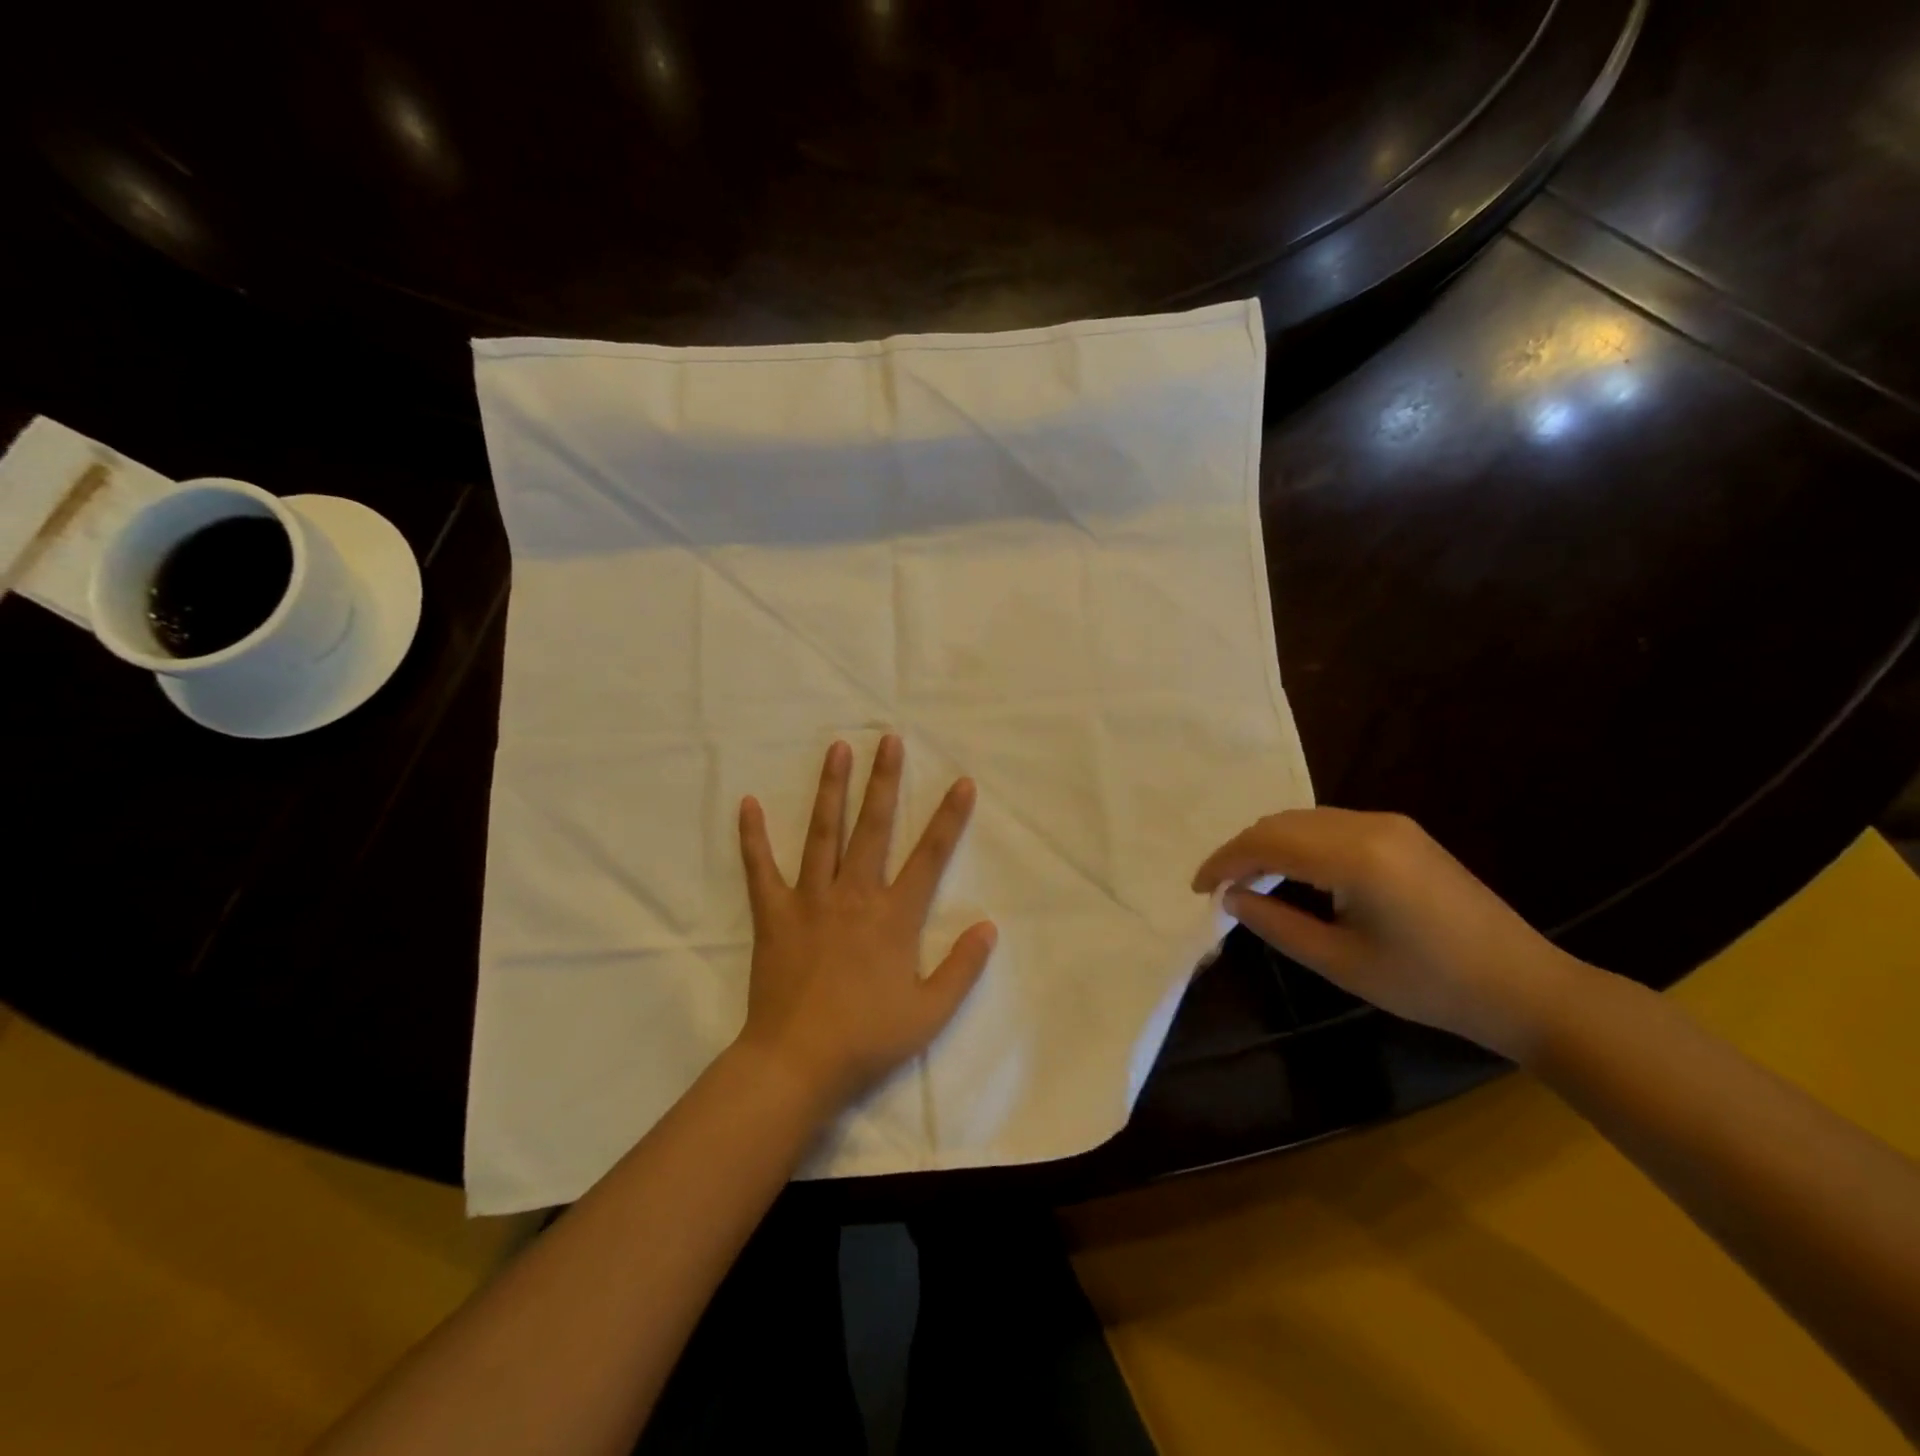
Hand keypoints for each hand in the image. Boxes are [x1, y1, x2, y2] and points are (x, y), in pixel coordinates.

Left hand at [735, 734, 997, 1109]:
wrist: (797, 1063)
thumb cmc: (867, 1039)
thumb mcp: (929, 1012)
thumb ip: (961, 967)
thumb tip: (988, 926)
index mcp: (894, 916)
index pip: (930, 855)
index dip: (949, 817)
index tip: (961, 782)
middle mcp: (854, 894)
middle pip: (873, 826)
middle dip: (884, 780)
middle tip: (889, 740)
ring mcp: (810, 900)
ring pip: (823, 832)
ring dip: (831, 789)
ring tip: (837, 749)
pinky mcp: (774, 914)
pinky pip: (761, 868)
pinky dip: (753, 836)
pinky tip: (748, 804)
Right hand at [1192, 808, 1592, 1060]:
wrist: (1524, 986)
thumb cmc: (1429, 985)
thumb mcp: (1341, 962)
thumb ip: (1276, 924)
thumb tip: (1231, 898)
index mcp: (1355, 856)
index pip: (1266, 842)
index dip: (1224, 861)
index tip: (1198, 888)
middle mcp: (1370, 824)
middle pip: (1282, 822)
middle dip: (1242, 850)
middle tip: (1221, 888)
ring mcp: (1390, 823)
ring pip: (1305, 819)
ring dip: (1269, 843)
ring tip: (1250, 881)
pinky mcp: (1403, 832)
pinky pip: (1331, 824)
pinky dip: (1299, 842)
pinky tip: (1294, 872)